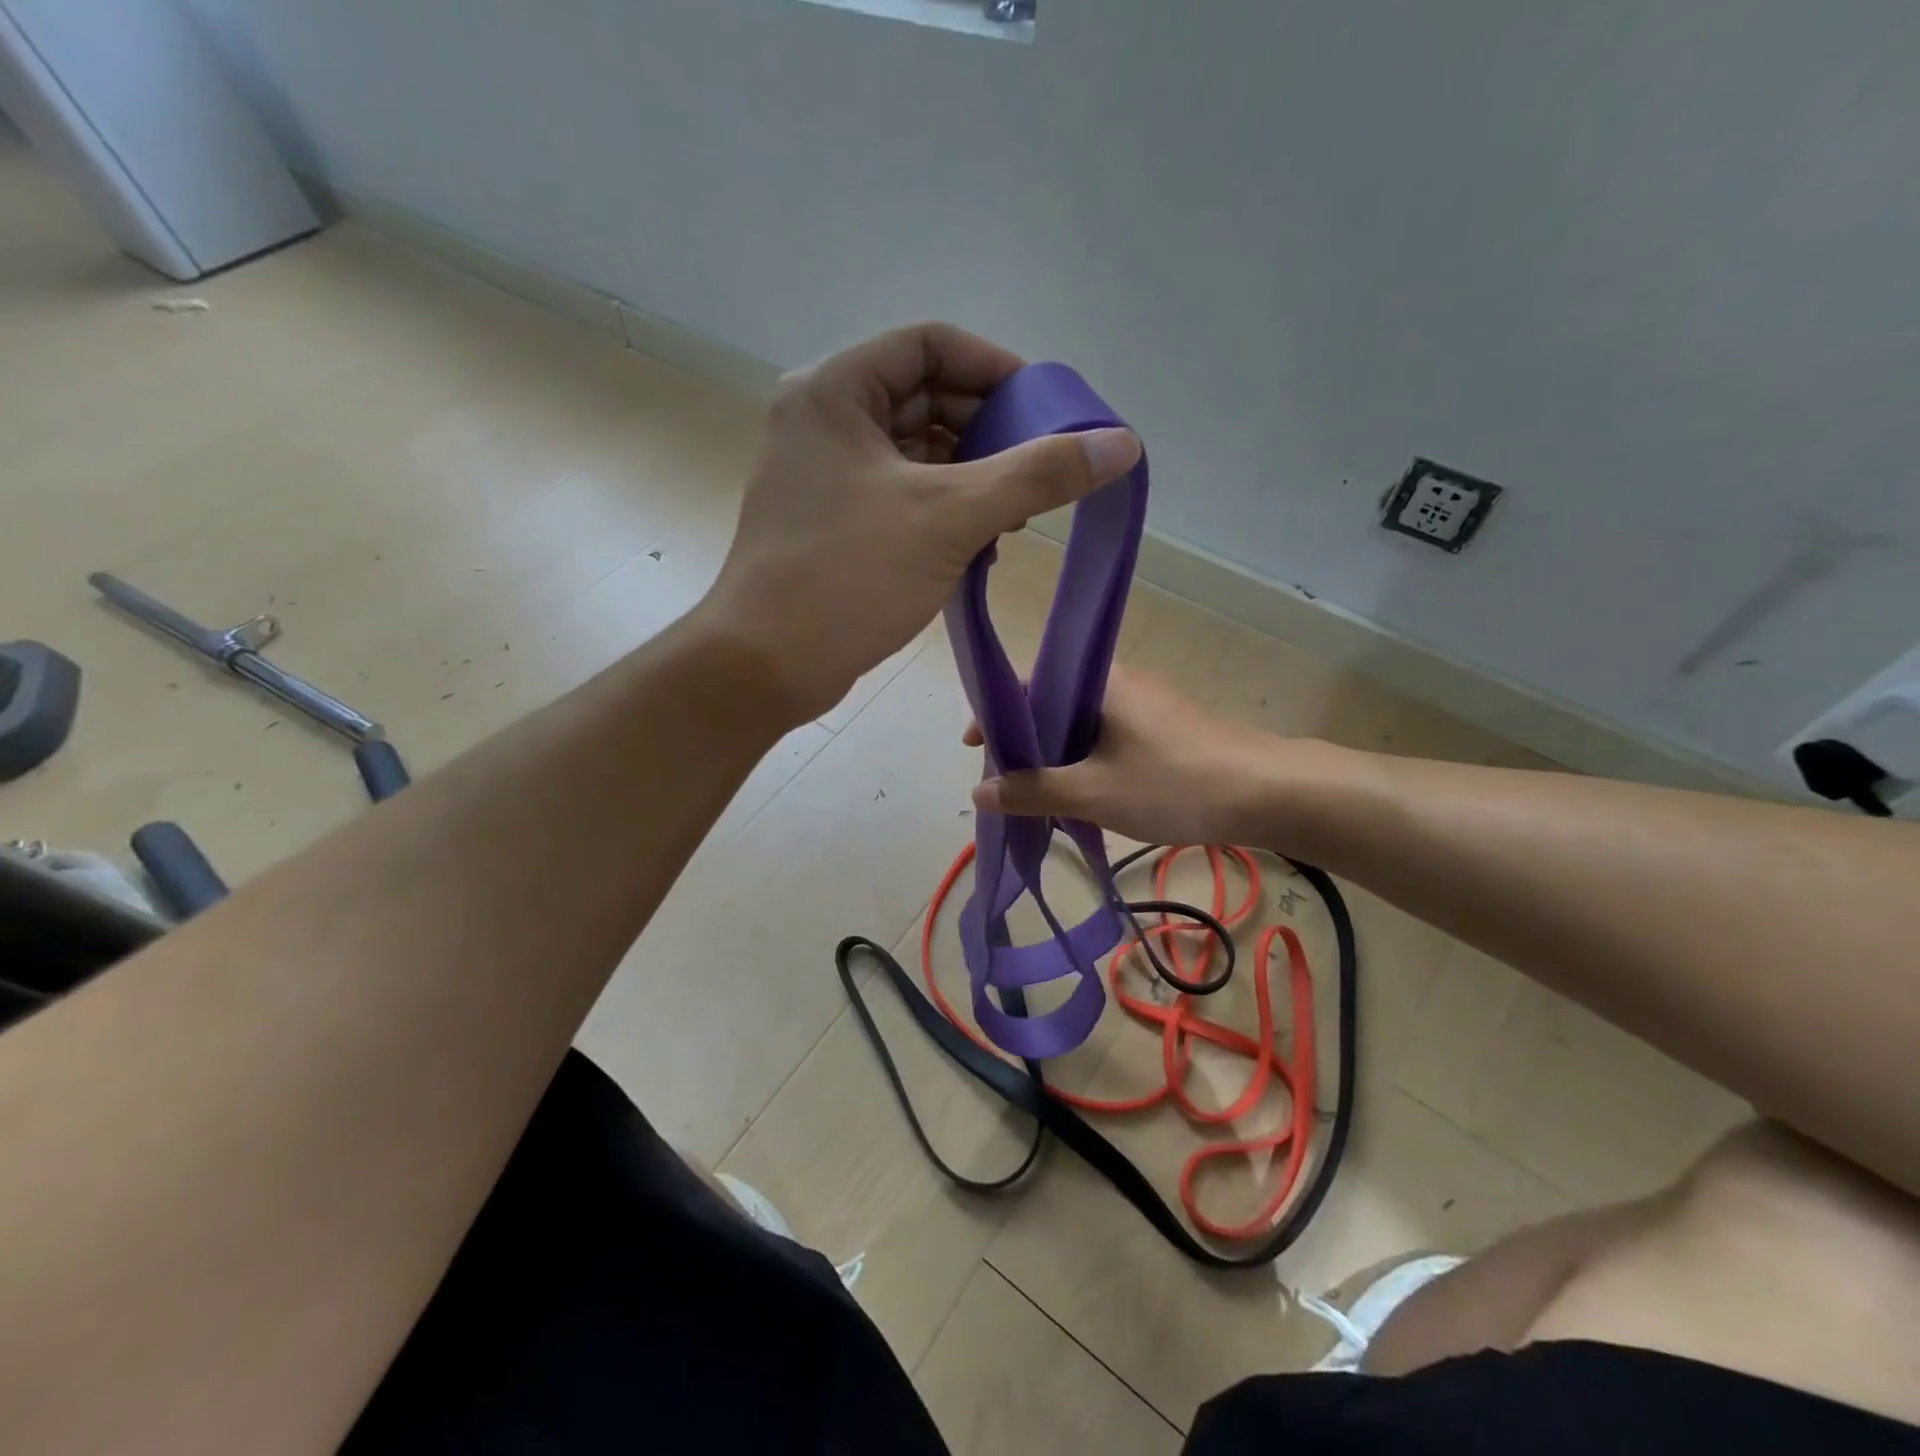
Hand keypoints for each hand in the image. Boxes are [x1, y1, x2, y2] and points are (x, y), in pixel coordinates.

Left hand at [696, 323, 1140, 723]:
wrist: (766, 665)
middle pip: (924, 399)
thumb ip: (1038, 475)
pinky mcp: (831, 523)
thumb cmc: (850, 576)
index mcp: (835, 391)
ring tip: (1011, 521)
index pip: (930, 345)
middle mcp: (823, 421)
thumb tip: (1121, 444)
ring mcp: (823, 475)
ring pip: (916, 454)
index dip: (994, 369)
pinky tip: (978, 550)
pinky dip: (943, 514)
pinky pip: (901, 496)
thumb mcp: (952, 517)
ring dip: (970, 481)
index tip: (1044, 411)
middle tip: (1035, 474)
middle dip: (987, 434)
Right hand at [968, 667, 1353, 850]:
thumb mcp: (1093, 793)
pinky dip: (1086, 762)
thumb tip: (978, 793)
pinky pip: (1108, 738)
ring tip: (1038, 795)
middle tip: (1006, 783)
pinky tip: (1085, 795)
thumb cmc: (1174, 784)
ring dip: (1056, 757)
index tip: (975, 749)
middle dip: (1024, 743)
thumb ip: (1032, 792)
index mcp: (1097, 681)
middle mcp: (1118, 682)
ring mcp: (1144, 704)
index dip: (995, 715)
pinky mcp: (1164, 728)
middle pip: (1052, 705)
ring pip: (1081, 725)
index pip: (1027, 684)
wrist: (1268, 793)